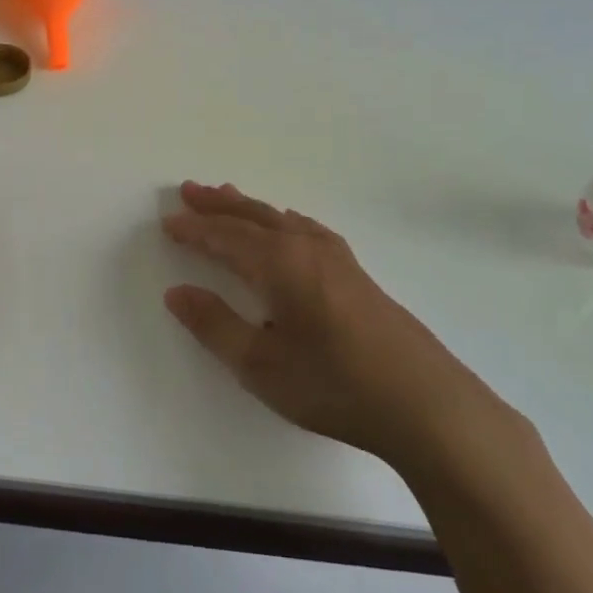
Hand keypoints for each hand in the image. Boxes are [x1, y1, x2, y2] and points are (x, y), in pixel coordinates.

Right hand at [162, 182, 479, 459]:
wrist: (425, 402)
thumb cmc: (334, 385)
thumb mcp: (260, 365)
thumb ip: (215, 325)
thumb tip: (176, 292)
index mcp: (279, 264)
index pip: (226, 237)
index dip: (195, 229)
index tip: (168, 221)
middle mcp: (306, 248)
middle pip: (254, 216)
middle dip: (219, 204)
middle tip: (190, 190)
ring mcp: (337, 258)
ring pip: (282, 219)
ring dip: (251, 208)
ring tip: (229, 196)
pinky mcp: (357, 274)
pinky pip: (307, 229)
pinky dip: (283, 220)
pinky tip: (289, 227)